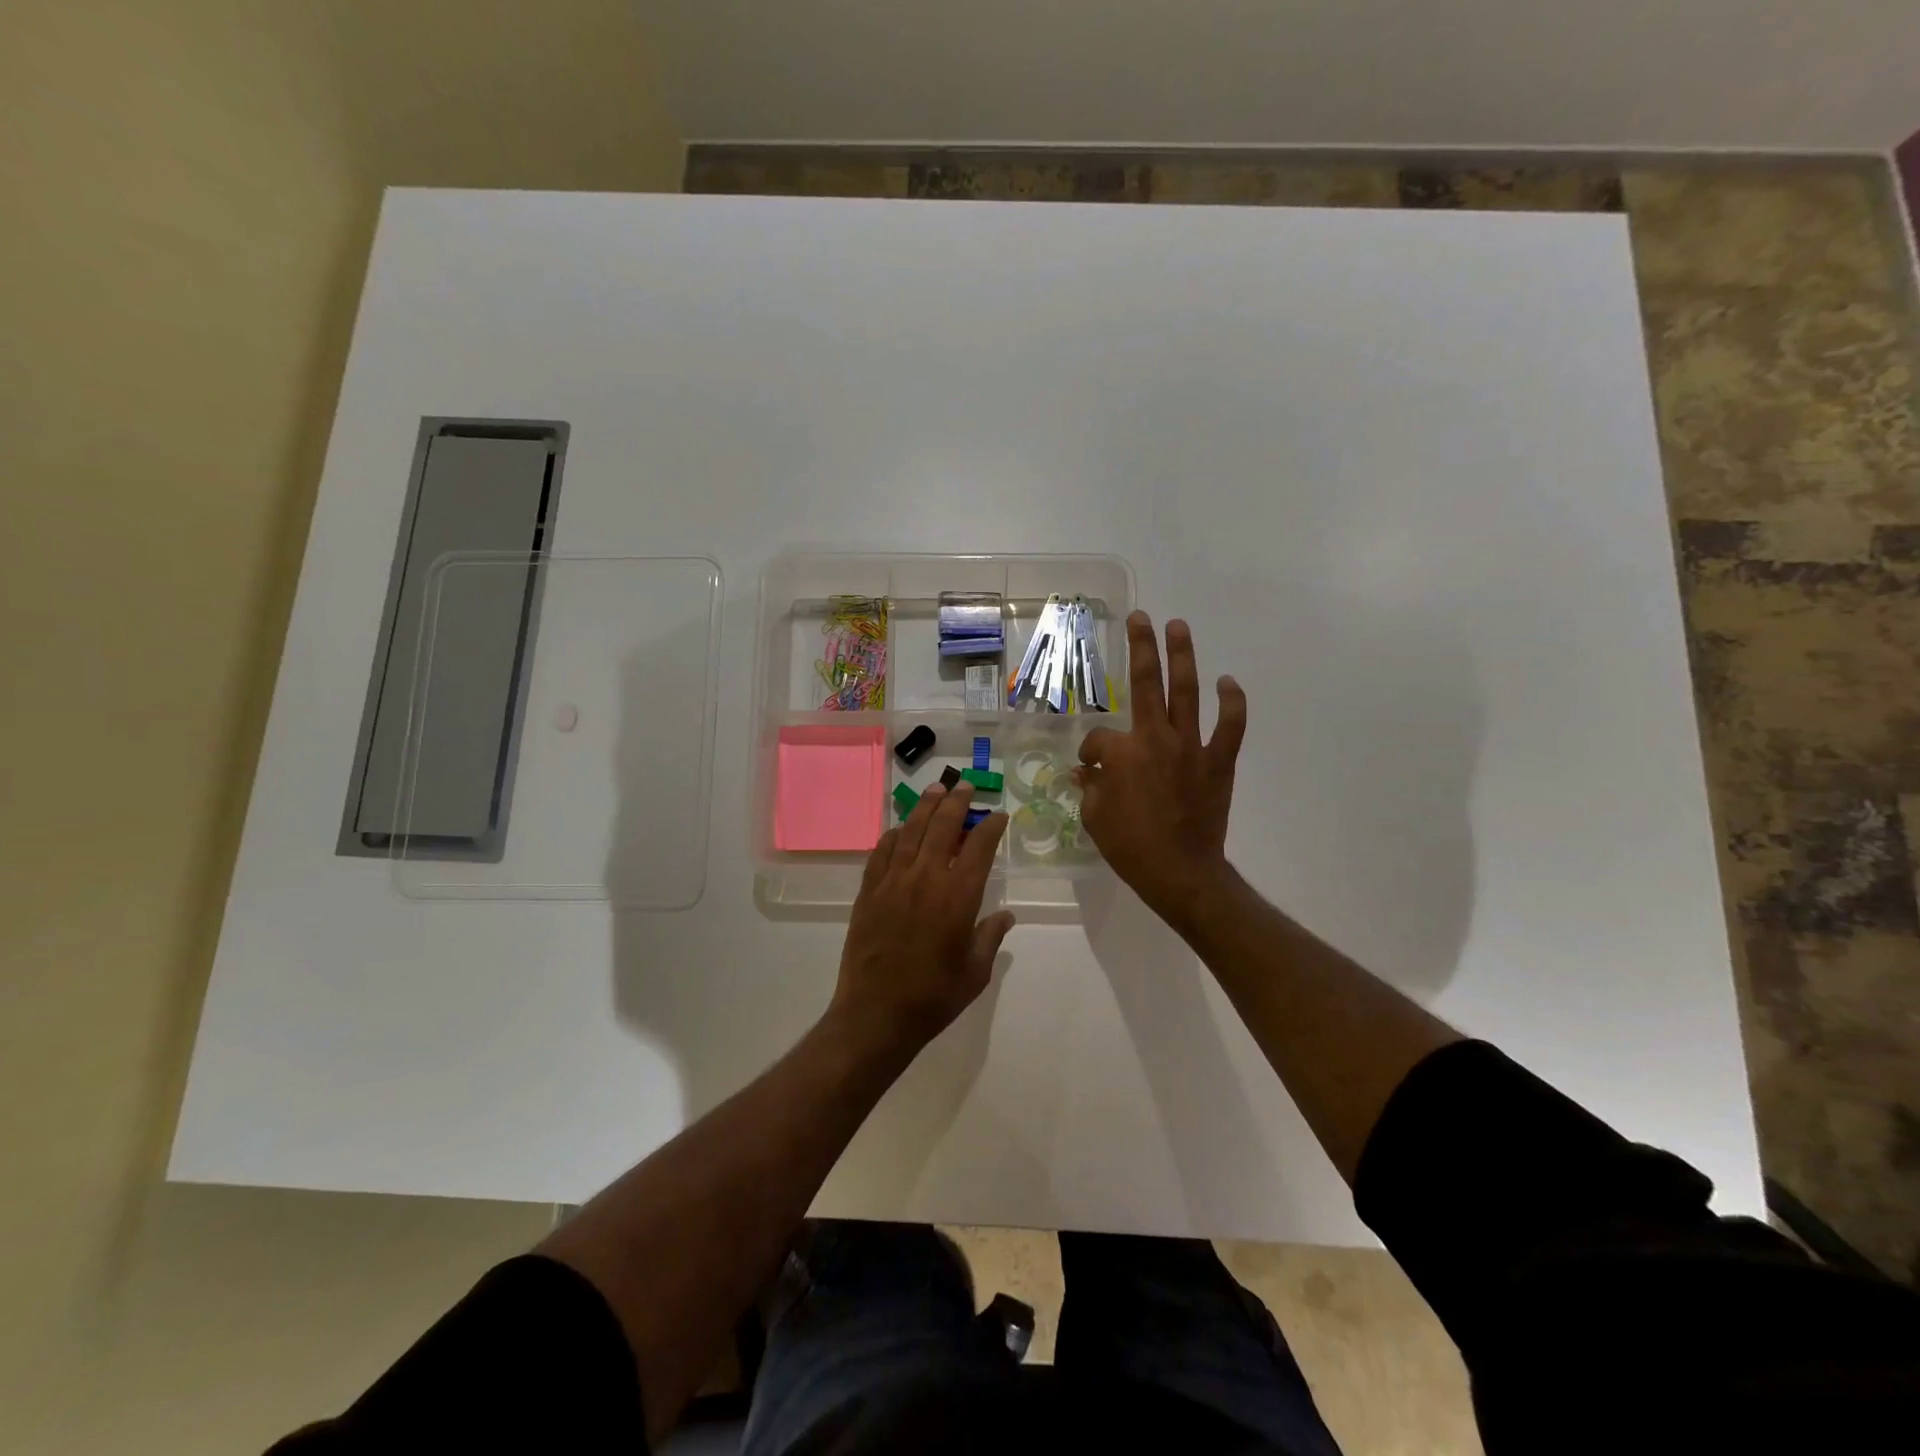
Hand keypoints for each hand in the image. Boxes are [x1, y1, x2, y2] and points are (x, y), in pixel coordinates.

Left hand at [830, 783, 1013, 1055]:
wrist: (876, 1014)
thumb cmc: (933, 997)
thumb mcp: (975, 972)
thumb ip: (990, 937)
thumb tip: (1006, 915)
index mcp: (957, 897)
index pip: (978, 848)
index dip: (990, 827)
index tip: (998, 815)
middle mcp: (926, 879)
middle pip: (942, 827)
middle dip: (956, 802)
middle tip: (965, 787)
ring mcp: (893, 882)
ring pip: (910, 832)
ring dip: (925, 808)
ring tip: (935, 790)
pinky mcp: (869, 892)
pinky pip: (881, 853)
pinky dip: (892, 836)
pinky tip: (898, 829)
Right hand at [1077, 612, 1247, 928]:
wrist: (1179, 871)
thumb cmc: (1129, 846)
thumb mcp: (1093, 816)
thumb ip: (1089, 786)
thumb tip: (1085, 771)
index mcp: (1121, 752)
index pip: (1099, 738)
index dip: (1090, 752)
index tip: (1089, 769)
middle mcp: (1156, 738)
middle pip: (1147, 683)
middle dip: (1142, 647)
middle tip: (1140, 618)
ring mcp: (1191, 746)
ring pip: (1187, 692)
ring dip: (1183, 656)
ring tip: (1179, 626)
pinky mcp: (1218, 761)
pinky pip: (1230, 726)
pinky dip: (1232, 703)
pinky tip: (1228, 681)